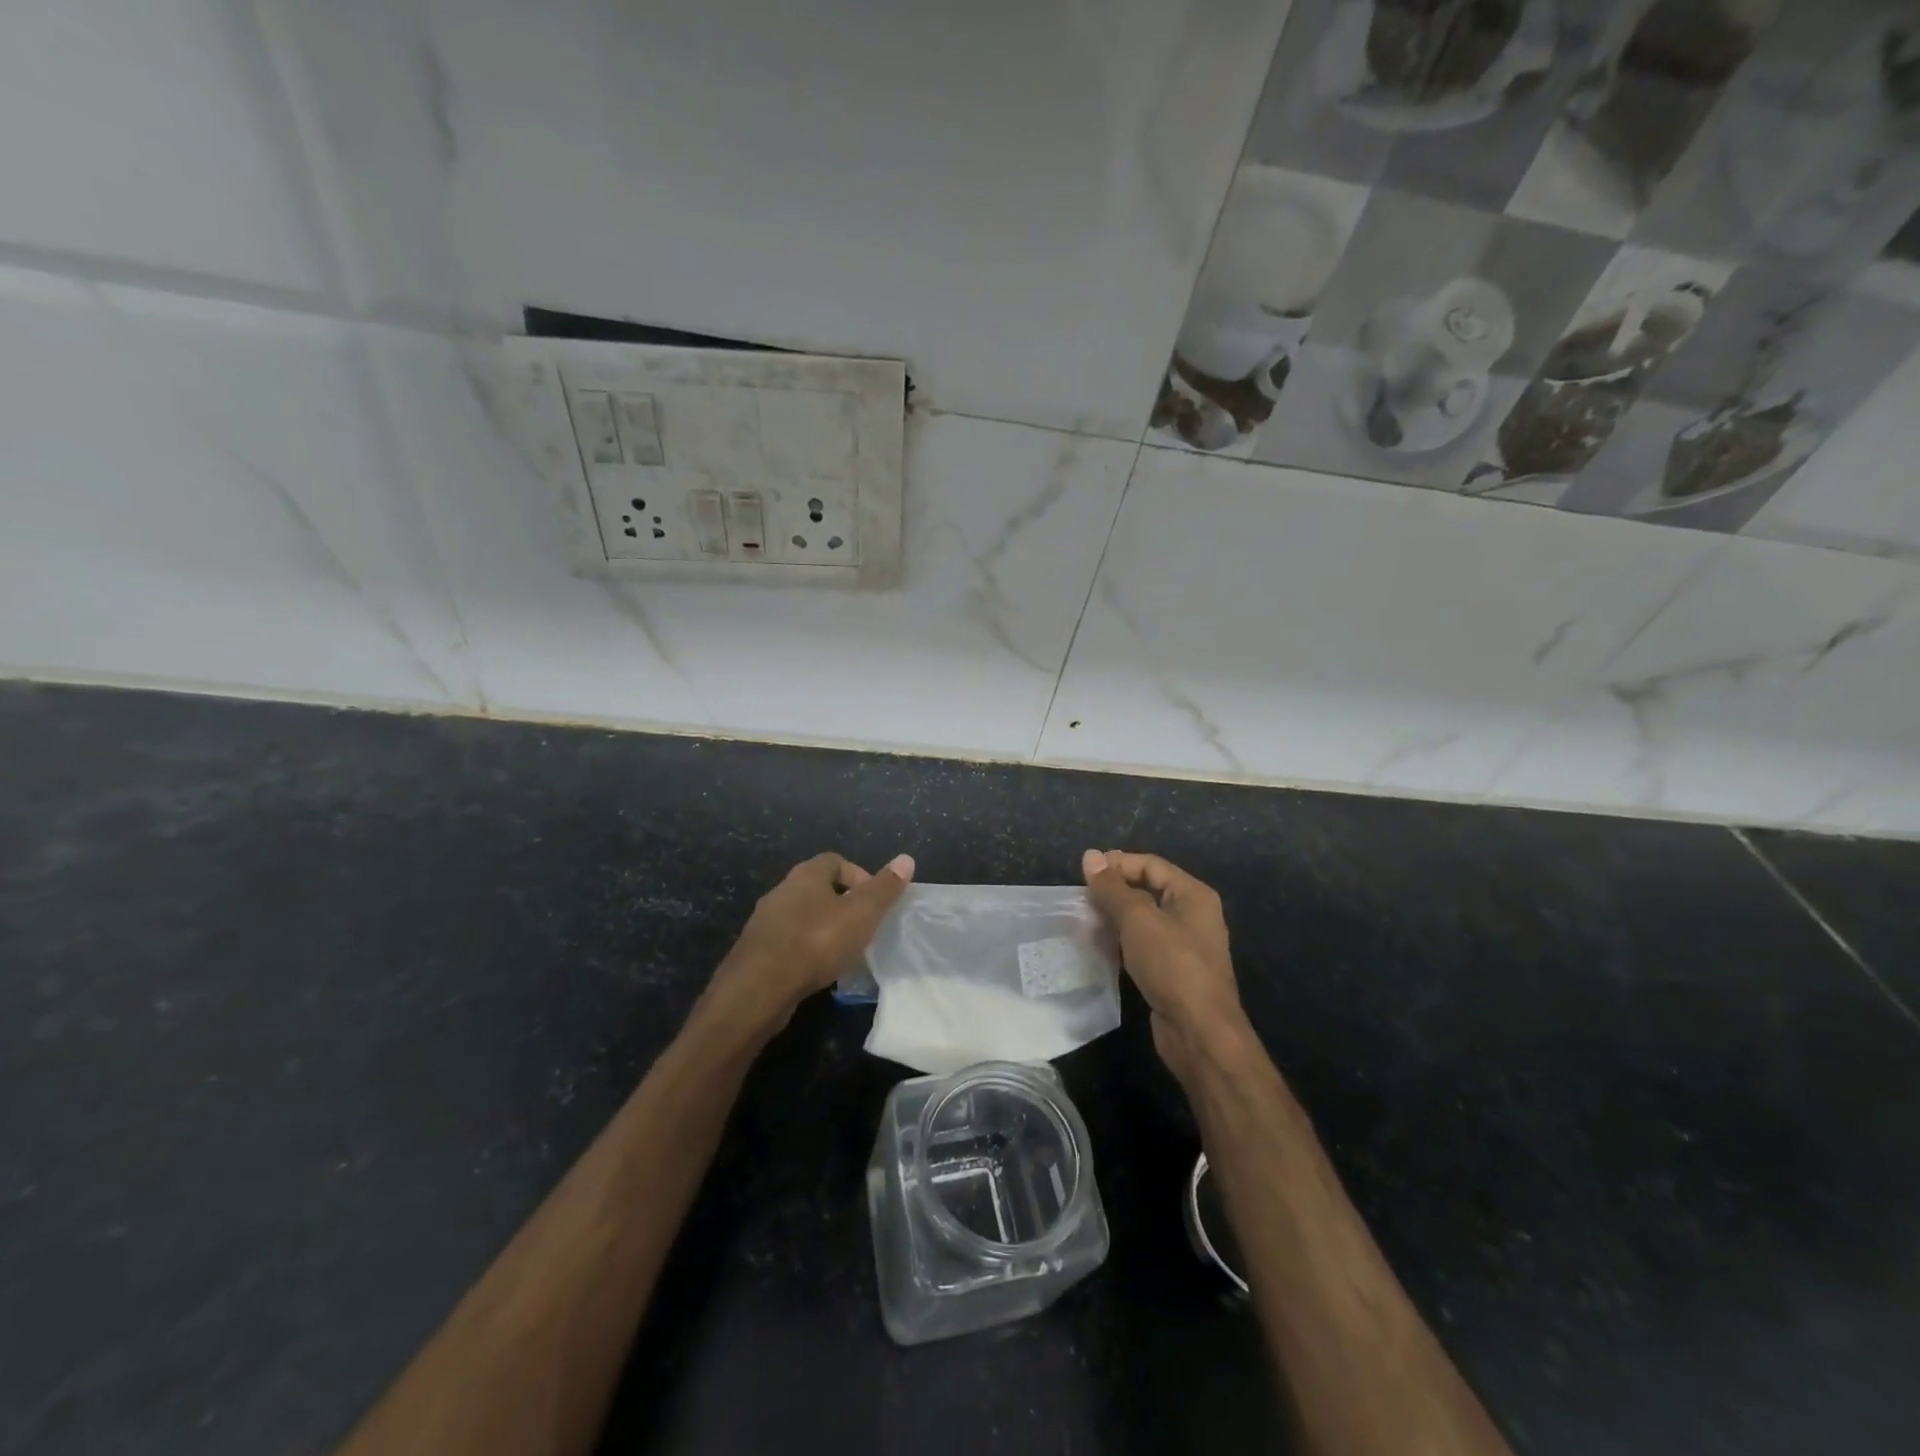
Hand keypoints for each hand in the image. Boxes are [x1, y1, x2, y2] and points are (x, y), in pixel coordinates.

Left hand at [700, 851, 914, 1041]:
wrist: (759, 989)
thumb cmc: (816, 942)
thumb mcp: (861, 914)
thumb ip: (884, 888)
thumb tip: (906, 859)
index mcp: (806, 874)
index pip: (837, 861)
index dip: (860, 878)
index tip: (875, 904)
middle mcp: (782, 890)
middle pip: (820, 889)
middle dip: (844, 906)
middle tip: (863, 929)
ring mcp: (766, 921)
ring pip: (804, 916)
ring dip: (825, 930)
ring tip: (845, 954)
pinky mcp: (757, 950)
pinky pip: (790, 942)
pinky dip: (807, 951)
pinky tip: (819, 972)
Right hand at [1081, 849, 1247, 1086]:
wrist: (1199, 1033)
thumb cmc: (1172, 965)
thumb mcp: (1138, 920)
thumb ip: (1112, 888)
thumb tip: (1090, 855)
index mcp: (1193, 895)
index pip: (1151, 865)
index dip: (1118, 863)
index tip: (1084, 873)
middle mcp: (1193, 915)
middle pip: (1148, 890)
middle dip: (1114, 891)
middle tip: (1081, 897)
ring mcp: (1184, 945)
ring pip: (1144, 920)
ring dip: (1115, 917)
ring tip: (1084, 920)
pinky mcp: (1173, 971)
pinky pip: (1144, 945)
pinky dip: (1122, 941)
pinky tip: (1100, 946)